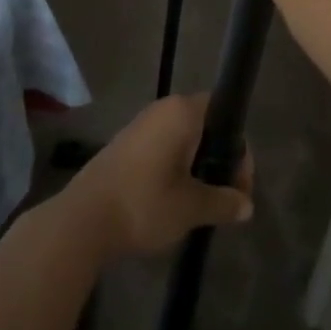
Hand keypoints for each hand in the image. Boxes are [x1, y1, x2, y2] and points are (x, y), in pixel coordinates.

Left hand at [59, 95, 254, 260]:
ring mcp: (141, 125)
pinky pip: (163, 148)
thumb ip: (223, 202)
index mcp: (182, 112)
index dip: (238, 147)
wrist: (83, 220)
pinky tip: (174, 200)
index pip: (224, 111)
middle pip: (204, 126)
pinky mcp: (125, 144)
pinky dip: (175, 168)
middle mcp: (162, 109)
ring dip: (197, 166)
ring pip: (183, 139)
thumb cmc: (144, 204)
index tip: (238, 185)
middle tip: (223, 198)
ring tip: (201, 203)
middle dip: (218, 160)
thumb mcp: (191, 208)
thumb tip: (247, 204)